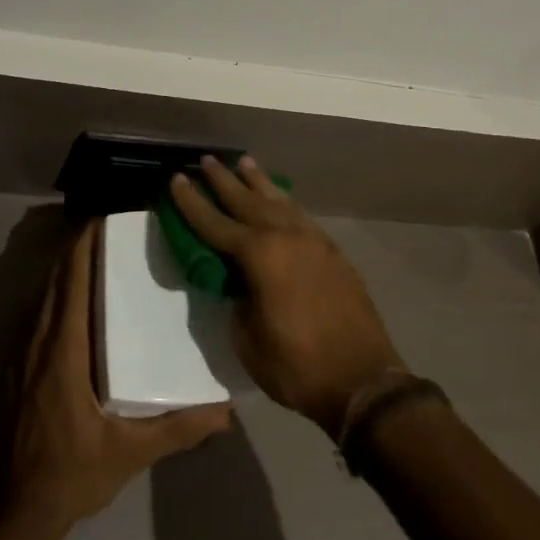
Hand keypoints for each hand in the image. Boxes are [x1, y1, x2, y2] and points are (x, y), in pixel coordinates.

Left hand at [9, 220, 231, 528]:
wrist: (5, 514)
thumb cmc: (68, 475)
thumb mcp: (129, 454)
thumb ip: (177, 429)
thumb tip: (226, 412)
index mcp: (62, 349)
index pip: (72, 279)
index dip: (85, 243)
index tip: (108, 218)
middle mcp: (35, 340)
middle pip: (56, 277)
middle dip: (79, 247)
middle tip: (115, 232)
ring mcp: (15, 353)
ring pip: (42, 294)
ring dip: (65, 269)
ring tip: (100, 258)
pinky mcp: (7, 367)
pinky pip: (33, 314)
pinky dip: (53, 294)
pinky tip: (75, 305)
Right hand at [170, 157, 404, 438]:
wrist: (363, 379)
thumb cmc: (297, 366)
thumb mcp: (248, 340)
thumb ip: (238, 301)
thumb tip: (238, 281)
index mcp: (260, 256)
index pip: (216, 223)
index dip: (193, 203)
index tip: (177, 179)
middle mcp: (286, 237)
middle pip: (248, 201)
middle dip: (224, 181)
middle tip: (207, 160)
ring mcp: (313, 241)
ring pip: (278, 202)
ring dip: (258, 182)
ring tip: (244, 162)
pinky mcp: (332, 252)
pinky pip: (300, 215)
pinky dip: (283, 202)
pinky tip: (278, 199)